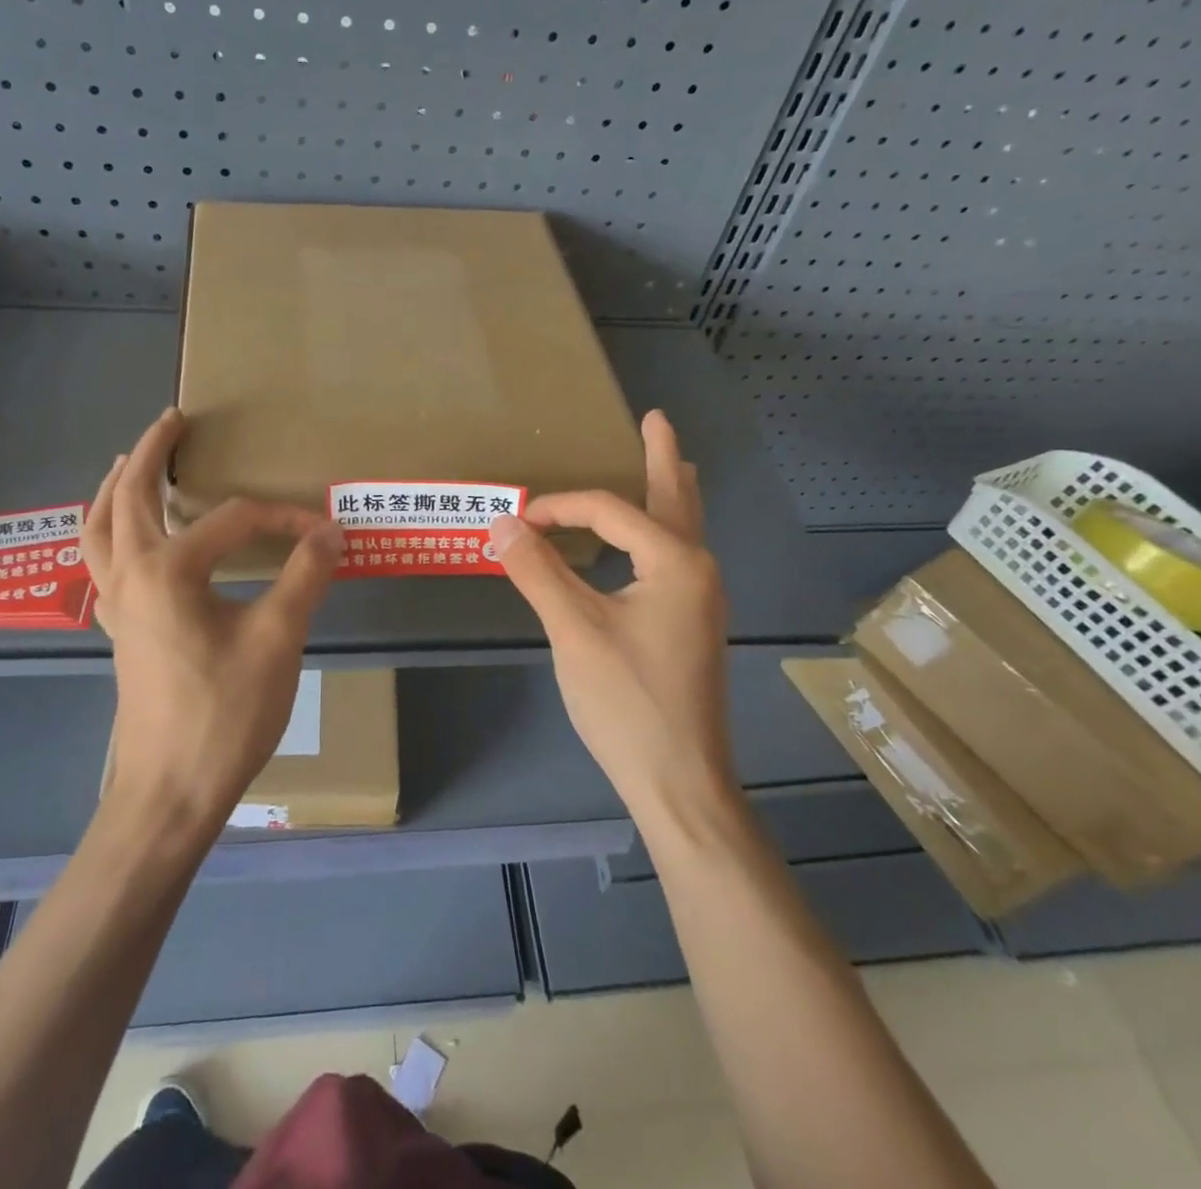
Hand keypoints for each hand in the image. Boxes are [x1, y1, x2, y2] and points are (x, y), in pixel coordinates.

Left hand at [82, 407, 345, 829]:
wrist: (171, 791)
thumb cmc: (225, 714)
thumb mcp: (277, 639)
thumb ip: (304, 575)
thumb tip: (331, 529)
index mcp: (168, 571)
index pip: (232, 520)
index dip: (281, 519)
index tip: (321, 532)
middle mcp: (130, 576)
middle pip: (130, 497)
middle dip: (151, 453)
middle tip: (172, 420)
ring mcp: (115, 604)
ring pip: (99, 528)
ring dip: (114, 488)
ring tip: (129, 462)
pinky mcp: (117, 628)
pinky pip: (100, 562)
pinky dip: (106, 532)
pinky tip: (125, 537)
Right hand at [489, 410, 733, 830]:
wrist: (681, 782)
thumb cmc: (627, 702)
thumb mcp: (573, 630)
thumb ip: (538, 570)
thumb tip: (500, 521)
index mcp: (676, 561)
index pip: (609, 511)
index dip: (559, 507)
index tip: (515, 520)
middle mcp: (698, 570)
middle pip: (675, 498)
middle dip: (662, 456)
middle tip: (657, 418)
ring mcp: (700, 600)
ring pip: (682, 529)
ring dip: (669, 492)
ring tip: (667, 465)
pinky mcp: (691, 625)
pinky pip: (675, 557)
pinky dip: (660, 531)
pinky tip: (647, 542)